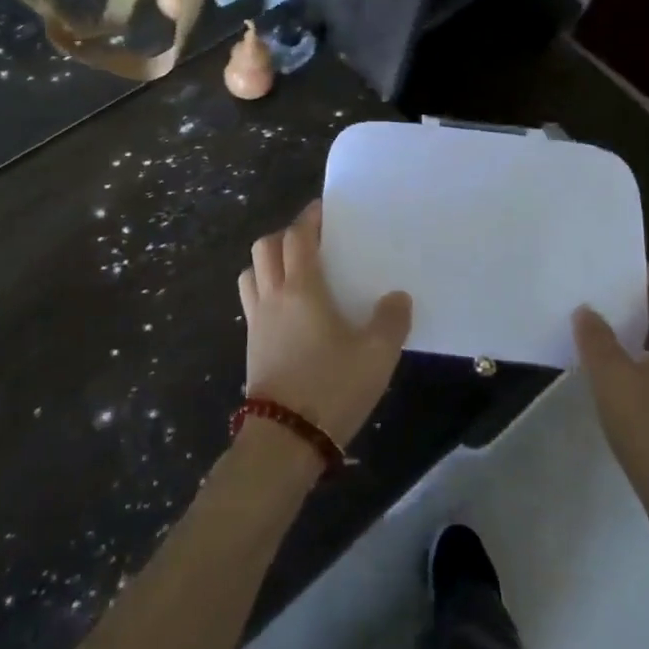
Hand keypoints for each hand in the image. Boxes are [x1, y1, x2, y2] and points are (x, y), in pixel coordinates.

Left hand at [238, 202, 411, 447]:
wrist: (285, 438)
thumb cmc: (332, 387)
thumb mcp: (376, 355)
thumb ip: (391, 321)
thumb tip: (398, 297)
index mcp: (301, 288)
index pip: (297, 237)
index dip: (308, 219)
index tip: (323, 210)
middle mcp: (273, 295)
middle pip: (265, 247)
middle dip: (285, 235)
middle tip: (311, 240)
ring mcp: (257, 320)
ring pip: (251, 272)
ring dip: (268, 261)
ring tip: (295, 270)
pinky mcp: (251, 344)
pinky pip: (251, 300)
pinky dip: (264, 290)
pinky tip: (288, 310)